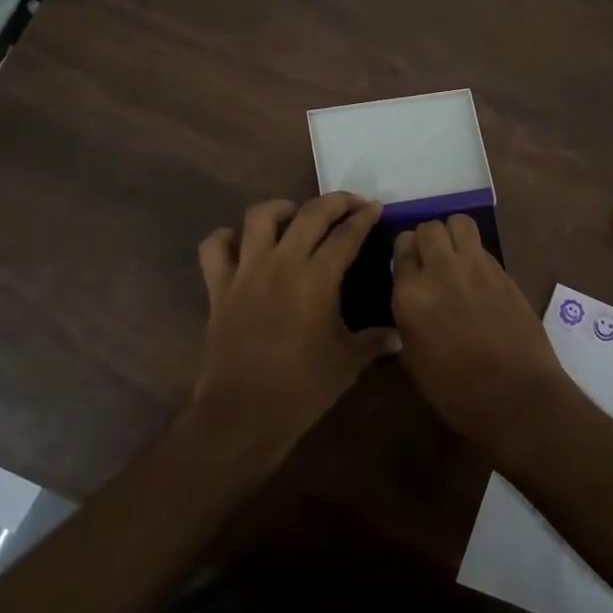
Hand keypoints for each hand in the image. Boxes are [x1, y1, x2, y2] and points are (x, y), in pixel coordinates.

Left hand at [188, 194, 400, 468]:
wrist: (245, 412)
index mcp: (318, 278)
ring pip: (259, 217)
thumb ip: (373, 342)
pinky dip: (225, 238)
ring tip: (293, 215)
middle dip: (334, 201)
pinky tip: (241, 244)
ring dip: (280, 208)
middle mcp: (282, 263)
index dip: (363, 217)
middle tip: (348, 203)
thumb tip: (398, 337)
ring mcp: (246, 271)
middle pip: (309, 214)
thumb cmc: (303, 387)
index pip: (346, 234)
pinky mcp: (219, 287)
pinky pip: (214, 248)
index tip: (374, 207)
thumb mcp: (347, 362)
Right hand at [391, 214, 581, 458]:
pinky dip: (475, 253)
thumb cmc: (456, 391)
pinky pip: (482, 246)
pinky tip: (478, 276)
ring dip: (453, 235)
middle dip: (428, 239)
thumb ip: (407, 315)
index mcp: (410, 296)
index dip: (406, 253)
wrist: (516, 397)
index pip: (401, 246)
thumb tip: (411, 296)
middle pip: (429, 228)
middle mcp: (439, 271)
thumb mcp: (413, 357)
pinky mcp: (503, 272)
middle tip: (432, 260)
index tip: (410, 265)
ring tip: (455, 256)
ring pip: (459, 223)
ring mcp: (475, 267)